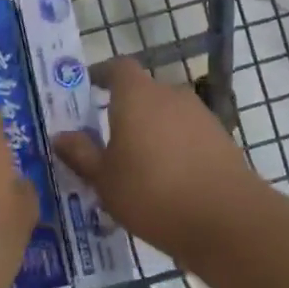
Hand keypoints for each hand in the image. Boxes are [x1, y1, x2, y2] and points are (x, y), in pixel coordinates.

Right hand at [51, 58, 263, 265]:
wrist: (227, 219)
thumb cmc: (152, 193)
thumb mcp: (104, 180)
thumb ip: (81, 154)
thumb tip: (60, 135)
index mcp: (137, 95)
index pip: (118, 68)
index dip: (102, 75)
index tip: (88, 89)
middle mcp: (170, 94)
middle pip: (143, 92)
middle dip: (125, 111)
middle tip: (108, 141)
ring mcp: (200, 115)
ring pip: (166, 115)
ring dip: (152, 132)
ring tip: (138, 167)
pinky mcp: (221, 139)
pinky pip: (187, 135)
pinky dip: (175, 149)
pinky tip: (168, 181)